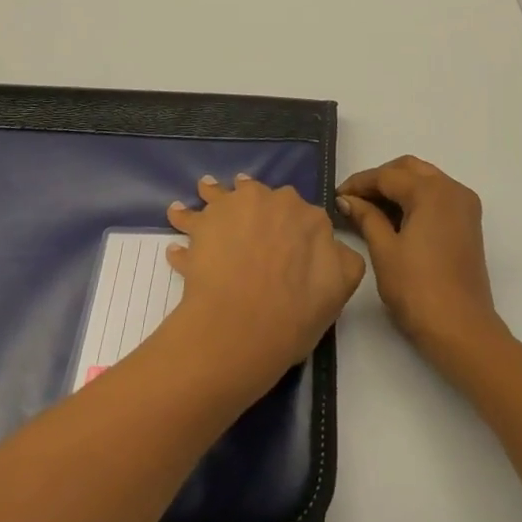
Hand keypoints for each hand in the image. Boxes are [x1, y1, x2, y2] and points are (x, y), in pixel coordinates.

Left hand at [162, 175, 364, 398]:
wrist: (242, 326)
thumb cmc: (296, 312)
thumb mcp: (342, 286)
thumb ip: (343, 258)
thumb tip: (332, 245)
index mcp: (308, 216)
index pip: (303, 214)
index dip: (294, 228)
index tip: (287, 239)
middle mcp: (270, 202)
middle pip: (259, 195)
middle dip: (253, 204)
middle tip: (245, 218)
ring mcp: (232, 209)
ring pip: (220, 195)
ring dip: (212, 195)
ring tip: (203, 197)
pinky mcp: (200, 225)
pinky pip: (188, 220)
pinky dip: (183, 222)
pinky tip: (178, 235)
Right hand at [336, 157, 506, 364]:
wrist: (461, 329)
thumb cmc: (417, 289)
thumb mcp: (384, 250)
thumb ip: (366, 217)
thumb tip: (347, 200)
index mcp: (432, 191)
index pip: (388, 176)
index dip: (359, 184)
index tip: (336, 196)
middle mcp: (453, 189)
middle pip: (410, 170)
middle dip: (380, 180)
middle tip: (353, 199)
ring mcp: (464, 206)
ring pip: (426, 181)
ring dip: (398, 188)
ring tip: (369, 209)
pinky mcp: (468, 224)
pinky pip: (437, 197)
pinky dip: (415, 200)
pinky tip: (394, 218)